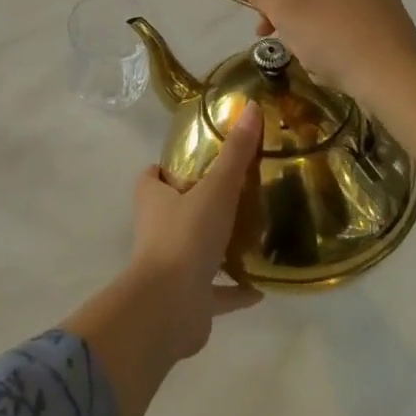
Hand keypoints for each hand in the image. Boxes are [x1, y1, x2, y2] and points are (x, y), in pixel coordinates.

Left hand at [61, 107, 262, 415]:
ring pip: (194, 250)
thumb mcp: (215, 188)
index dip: (169, 168)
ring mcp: (171, 267)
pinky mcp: (188, 300)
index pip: (153, 176)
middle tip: (233, 192)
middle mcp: (157, 229)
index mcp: (153, 200)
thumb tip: (252, 107)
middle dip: (198, 203)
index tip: (198, 160)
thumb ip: (235, 153)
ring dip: (217, 247)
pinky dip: (234, 289)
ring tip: (251, 235)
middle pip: (174, 210)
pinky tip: (262, 287)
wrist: (169, 307)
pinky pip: (215, 292)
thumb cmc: (185, 237)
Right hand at [235, 0, 415, 102]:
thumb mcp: (290, 14)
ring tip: (317, 63)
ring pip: (330, 17)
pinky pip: (352, 32)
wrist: (397, 84)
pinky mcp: (393, 29)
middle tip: (291, 49)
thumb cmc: (338, 39)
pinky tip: (338, 69)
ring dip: (315, 38)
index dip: (274, 6)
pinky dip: (338, 48)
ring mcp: (384, 1)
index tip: (264, 33)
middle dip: (296, 23)